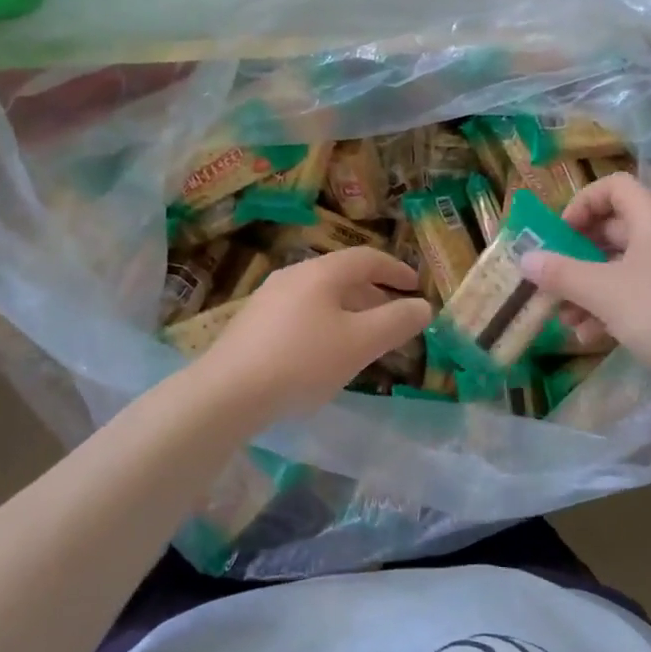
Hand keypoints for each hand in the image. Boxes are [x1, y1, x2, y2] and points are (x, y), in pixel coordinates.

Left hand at [197, 248, 431, 419]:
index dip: (396, 270)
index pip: (367, 258)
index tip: (416, 287)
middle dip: (374, 294)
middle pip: (343, 275)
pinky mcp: (253, 324)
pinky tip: (325, 353)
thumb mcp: (360, 343)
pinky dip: (326, 323)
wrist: (227, 392)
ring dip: (350, 310)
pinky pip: (301, 313)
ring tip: (364, 338)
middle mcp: (293, 276)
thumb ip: (396, 322)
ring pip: (321, 296)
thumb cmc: (302, 361)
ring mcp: (268, 298)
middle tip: (394, 316)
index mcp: (321, 273)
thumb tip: (423, 307)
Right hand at [521, 173, 650, 384]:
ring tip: (562, 316)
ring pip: (619, 268)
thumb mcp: (602, 292)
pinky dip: (607, 309)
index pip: (615, 187)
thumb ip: (561, 274)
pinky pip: (633, 295)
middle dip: (576, 255)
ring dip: (586, 288)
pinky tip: (587, 336)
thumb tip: (524, 259)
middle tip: (551, 276)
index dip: (583, 202)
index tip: (561, 233)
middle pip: (612, 231)